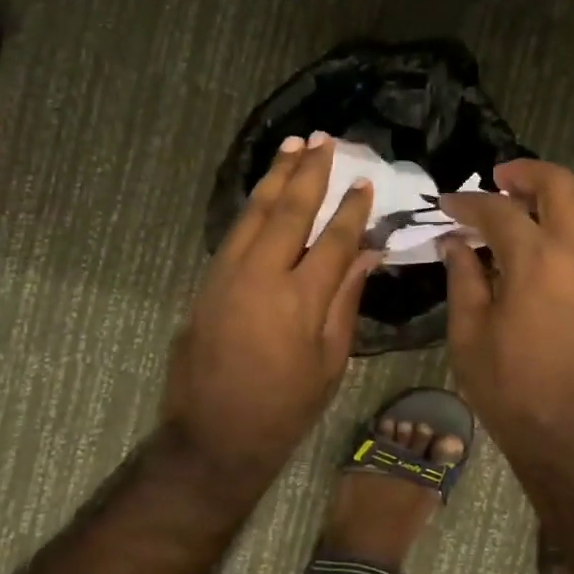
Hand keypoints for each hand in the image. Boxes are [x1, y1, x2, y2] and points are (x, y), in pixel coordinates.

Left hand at [164, 134, 377, 487]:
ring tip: (293, 146)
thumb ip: (346, 301)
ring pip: (255, 213)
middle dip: (309, 173)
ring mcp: (228, 274)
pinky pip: (235, 231)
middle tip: (324, 141)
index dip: (351, 209)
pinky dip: (253, 205)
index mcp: (301, 300)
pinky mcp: (208, 281)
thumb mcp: (329, 362)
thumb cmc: (285, 406)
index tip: (364, 181)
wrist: (215, 433)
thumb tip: (364, 254)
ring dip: (276, 177)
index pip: (332, 240)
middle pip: (289, 212)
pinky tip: (264, 190)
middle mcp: (262, 276)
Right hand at [439, 160, 573, 461]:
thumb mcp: (470, 337)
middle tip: (498, 180)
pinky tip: (544, 251)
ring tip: (521, 210)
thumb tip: (456, 245)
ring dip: (554, 199)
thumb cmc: (515, 391)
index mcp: (537, 260)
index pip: (499, 211)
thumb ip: (464, 280)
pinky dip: (570, 228)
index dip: (468, 203)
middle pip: (562, 187)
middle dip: (527, 174)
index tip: (447, 204)